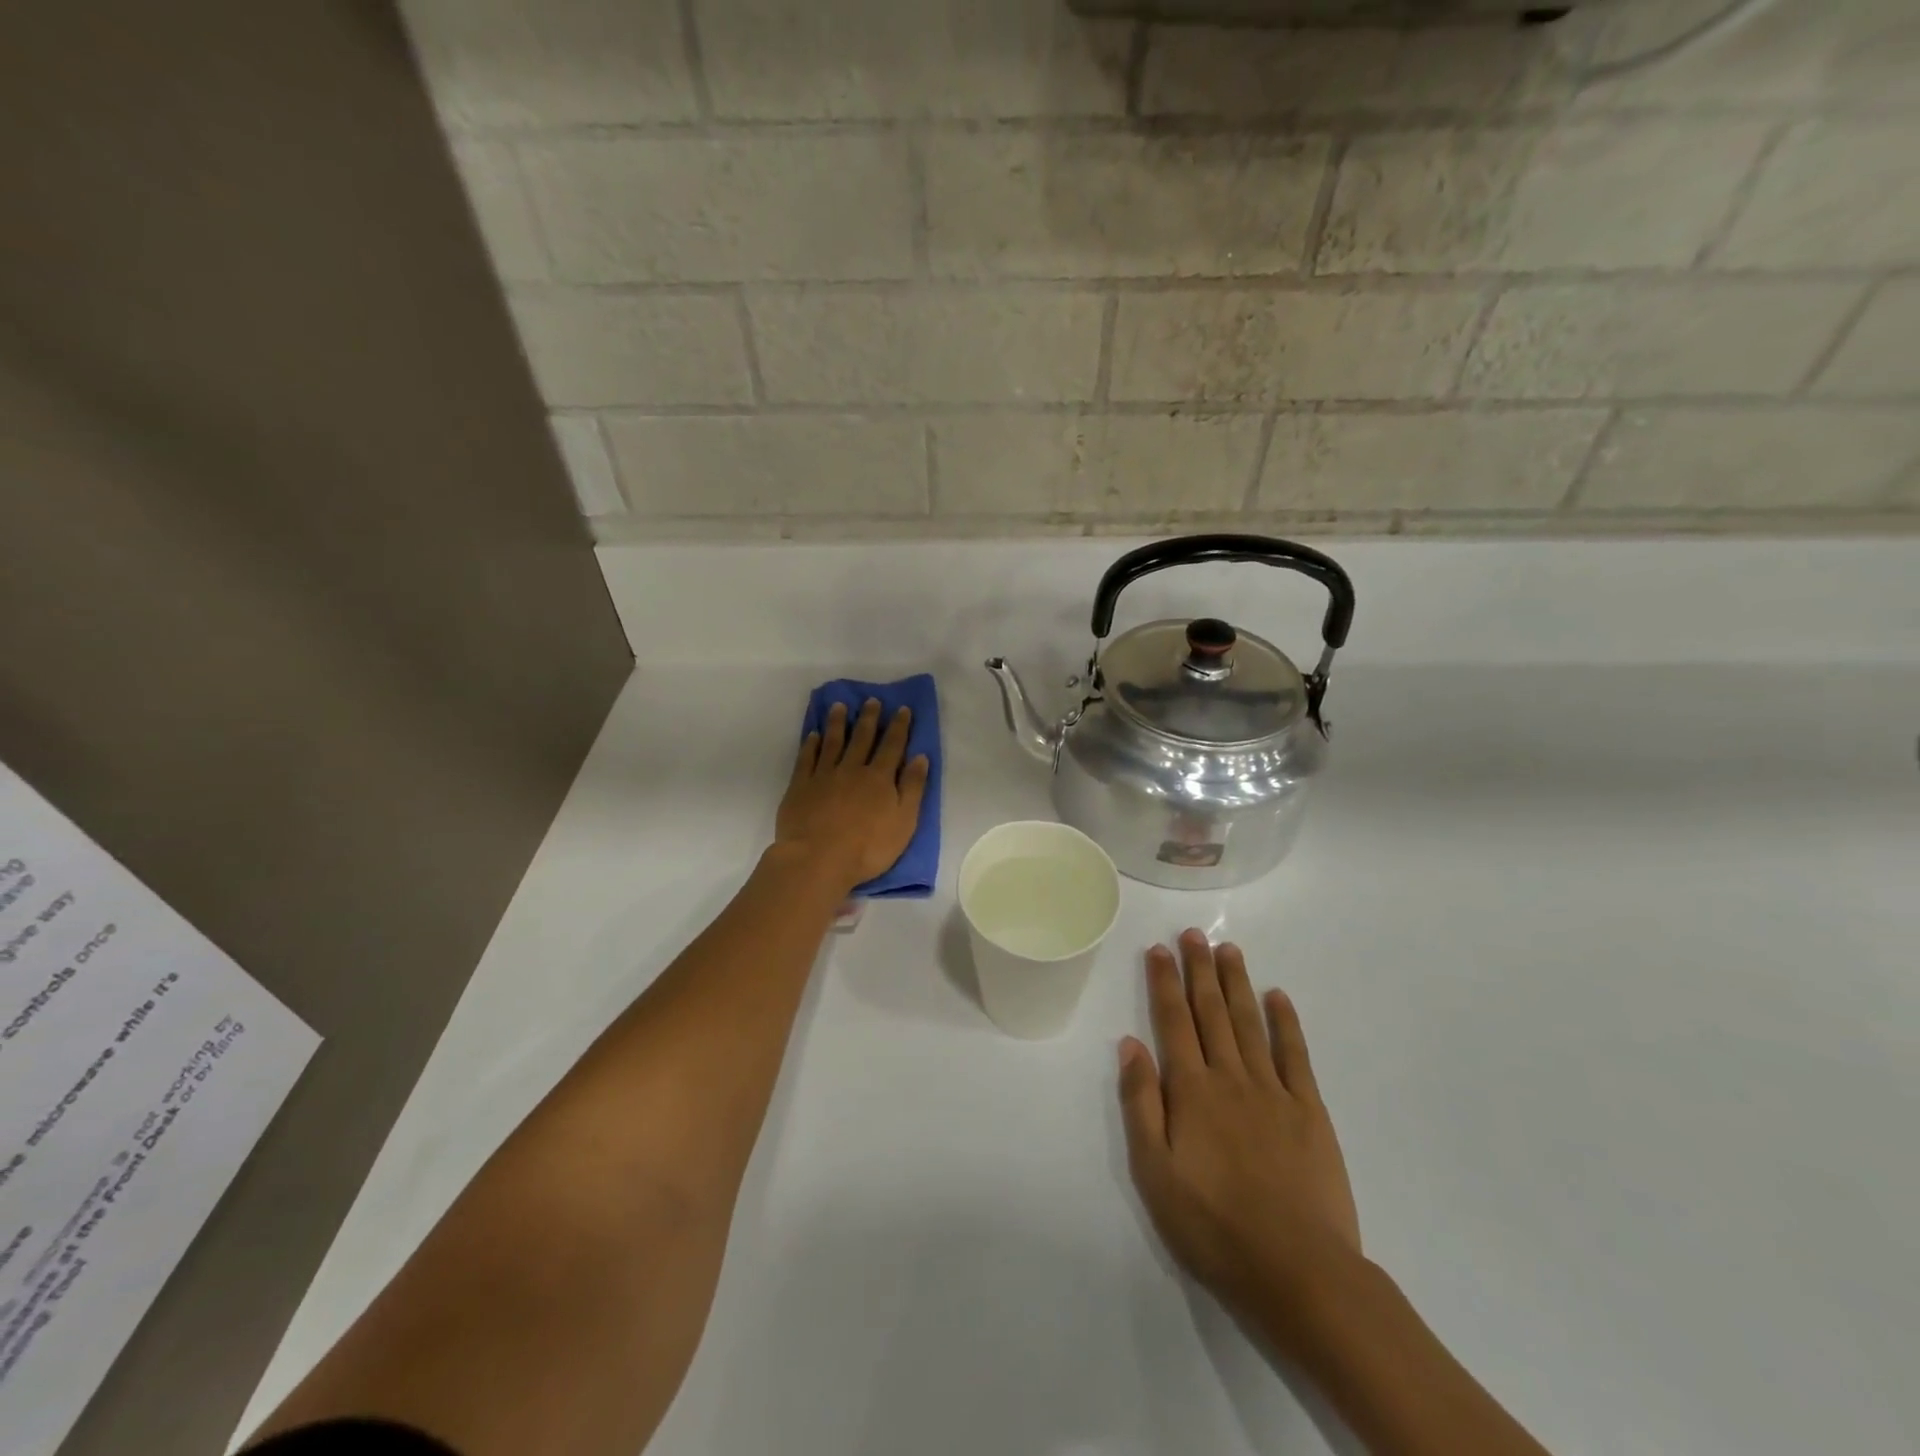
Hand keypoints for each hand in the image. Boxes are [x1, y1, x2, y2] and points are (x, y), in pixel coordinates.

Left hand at [776, 699, 929, 892]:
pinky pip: (807, 758)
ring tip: (840, 706)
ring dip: (838, 723)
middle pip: (862, 738)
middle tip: (872, 700)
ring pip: (833, 742)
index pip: (892, 746)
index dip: (899, 726)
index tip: (902, 709)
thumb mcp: (904, 822)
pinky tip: (813, 735)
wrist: (818, 859)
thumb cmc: (868, 847)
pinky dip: (811, 744)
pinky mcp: (800, 786)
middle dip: (869, 718)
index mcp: (879, 778)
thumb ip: (912, 788)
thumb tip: (920, 757)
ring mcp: (824, 775)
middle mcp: (852, 769)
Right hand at [1118, 931, 1360, 1331]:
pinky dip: (1286, 1022)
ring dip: (1236, 983)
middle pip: (1211, 1012)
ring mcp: (1273, 1091)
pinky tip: (1278, 997)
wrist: (1298, 1271)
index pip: (1173, 1022)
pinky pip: (1295, 1055)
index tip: (1158, 949)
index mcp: (1191, 1090)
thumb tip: (1129, 1044)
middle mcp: (1230, 1077)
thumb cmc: (1213, 1226)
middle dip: (1199, 969)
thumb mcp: (1154, 1172)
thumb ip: (1140, 1103)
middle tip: (1193, 933)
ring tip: (1228, 950)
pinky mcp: (1309, 1111)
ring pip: (1250, 1023)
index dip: (1165, 982)